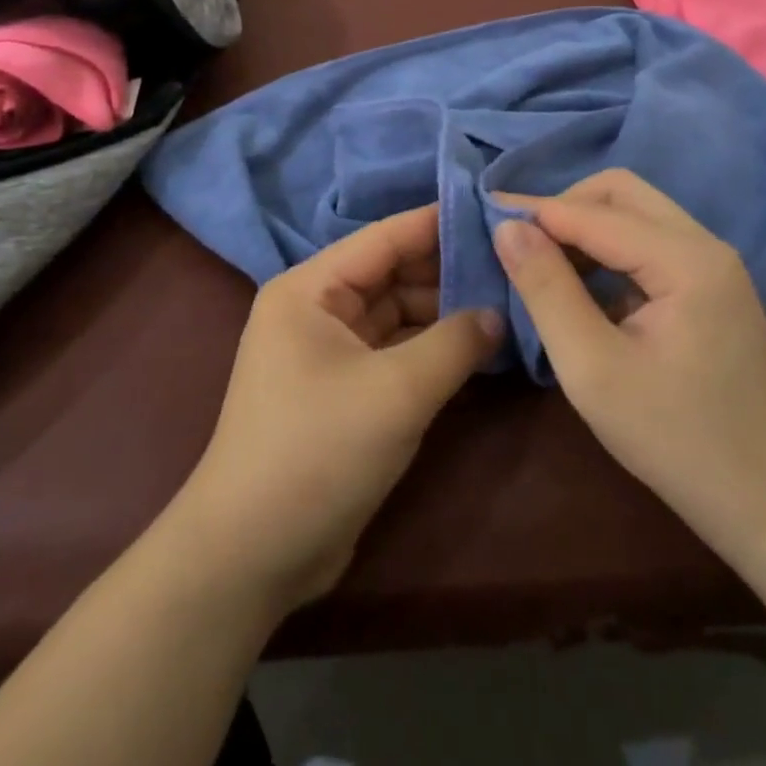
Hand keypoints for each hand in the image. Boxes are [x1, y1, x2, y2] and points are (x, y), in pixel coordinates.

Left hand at [178, 206, 503, 612]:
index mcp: (310, 289)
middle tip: (512, 263)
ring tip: (506, 300)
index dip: (438, 222)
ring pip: (396, 313)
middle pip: (391, 273)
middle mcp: (316, 309)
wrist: (253, 555)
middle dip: (447, 270)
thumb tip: (498, 312)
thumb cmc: (318, 452)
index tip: (493, 210)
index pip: (384, 237)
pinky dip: (431, 347)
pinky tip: (477, 345)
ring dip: (444, 311)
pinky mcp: (344, 390)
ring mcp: (329, 350)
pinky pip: (394, 351)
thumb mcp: (396, 392)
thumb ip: (455, 342)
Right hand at [493, 171, 765, 549]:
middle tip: (520, 242)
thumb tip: (508, 228)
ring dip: (585, 226)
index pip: (594, 213)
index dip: (536, 211)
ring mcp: (713, 264)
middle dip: (564, 207)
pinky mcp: (710, 286)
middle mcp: (705, 245)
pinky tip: (583, 285)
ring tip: (541, 261)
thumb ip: (547, 290)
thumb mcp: (593, 369)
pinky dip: (608, 249)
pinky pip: (649, 242)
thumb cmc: (675, 440)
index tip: (482, 215)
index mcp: (686, 259)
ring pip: (636, 213)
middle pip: (621, 193)